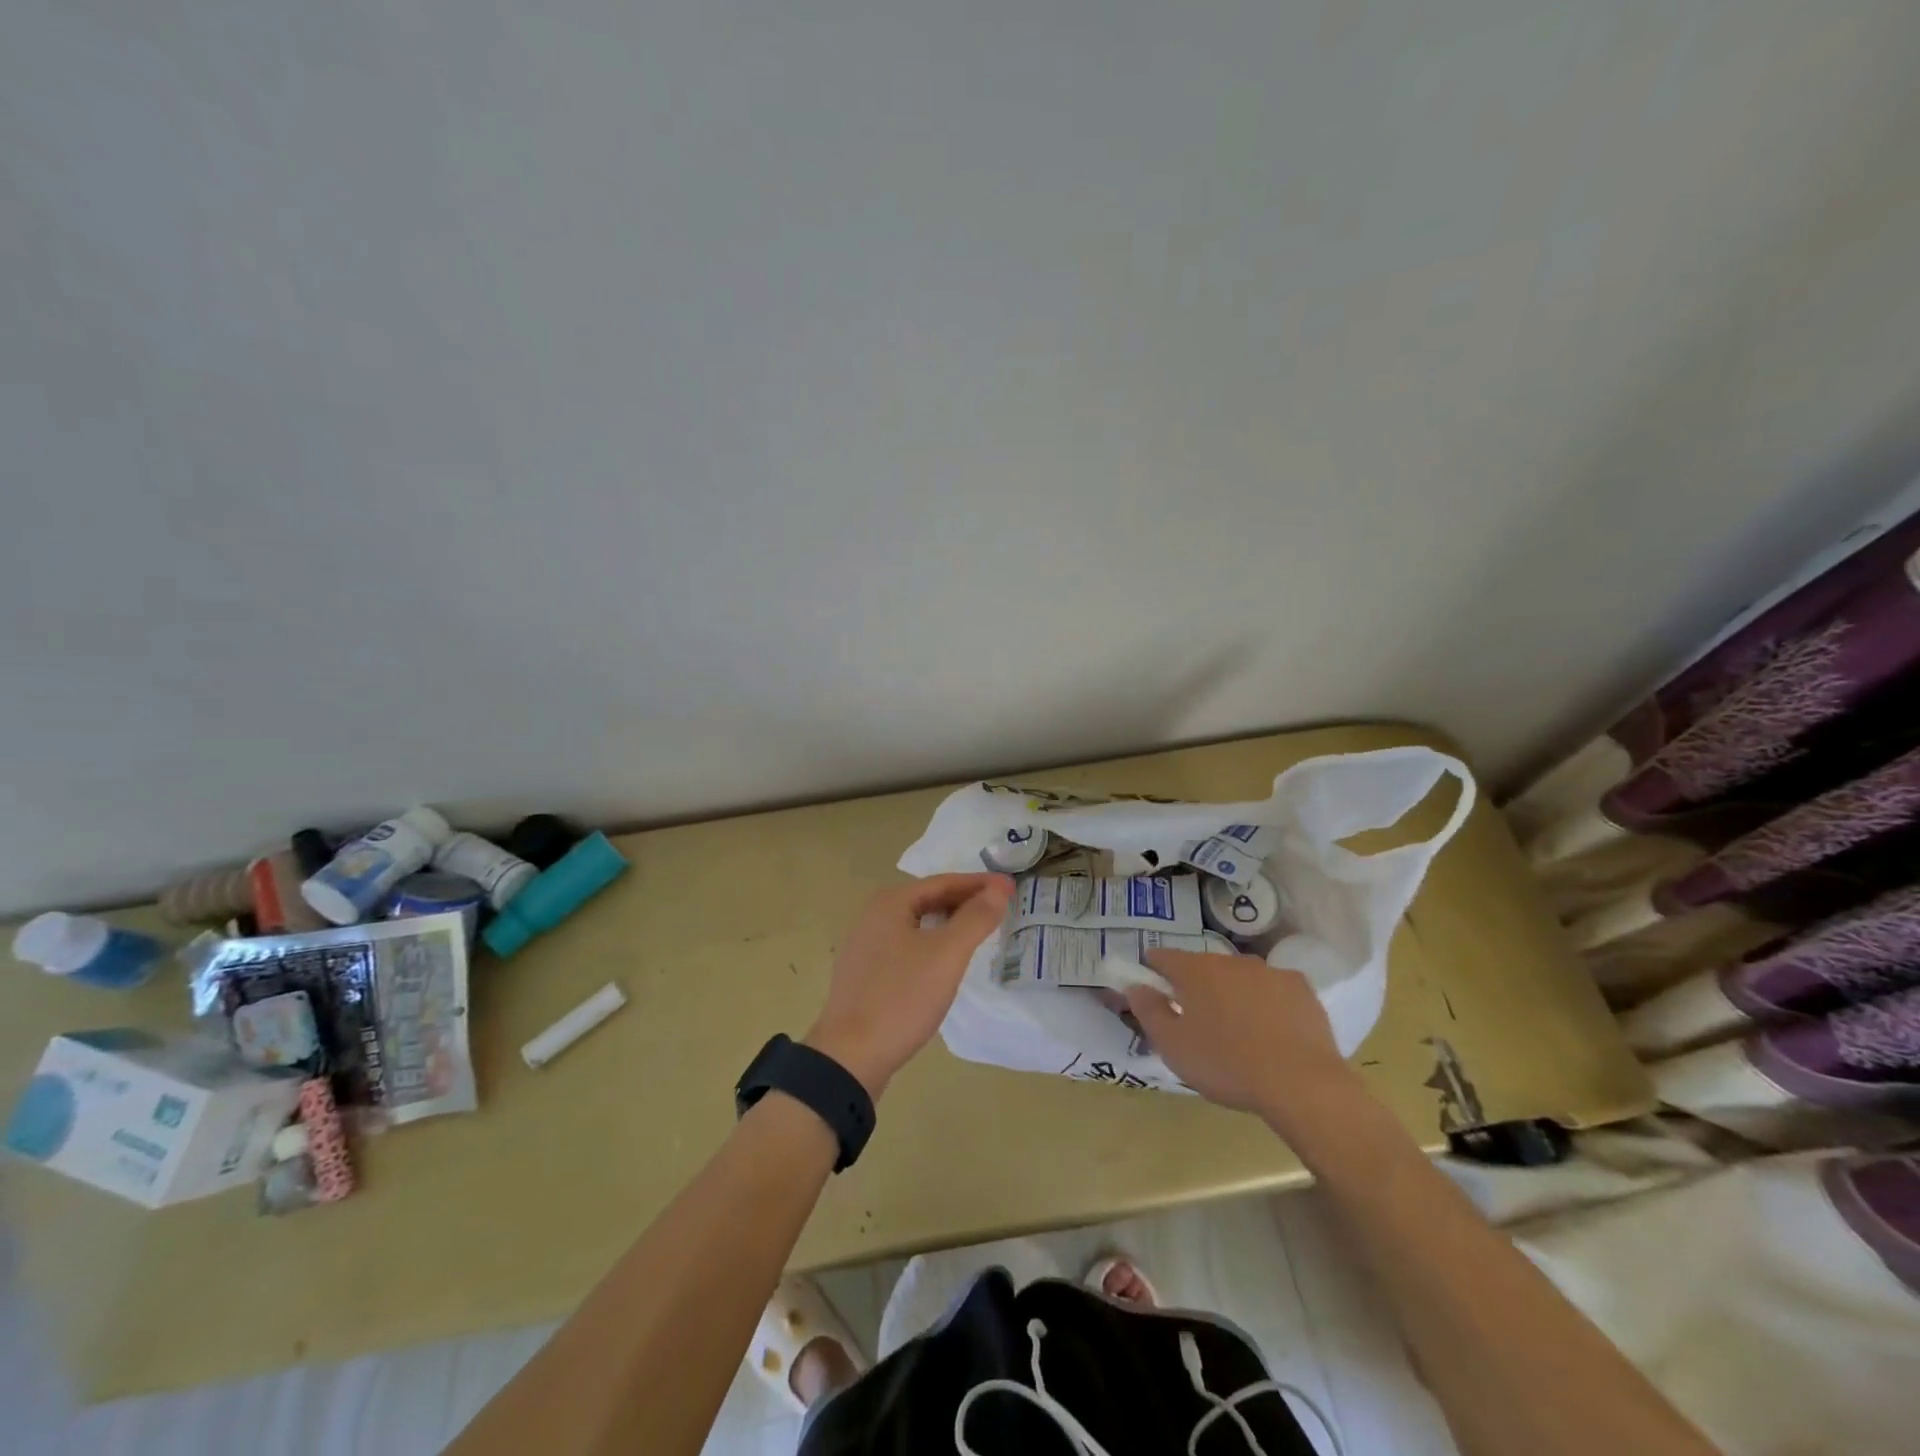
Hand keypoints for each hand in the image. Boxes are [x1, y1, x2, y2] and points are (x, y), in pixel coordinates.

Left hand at [804, 873, 1013, 1097]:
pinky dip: (933, 945)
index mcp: (890, 902)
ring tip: (979, 931)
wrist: (849, 1057)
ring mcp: (866, 946)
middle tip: (1000, 908)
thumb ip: (975, 918)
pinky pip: (908, 947)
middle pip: (929, 899)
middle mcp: (874, 916)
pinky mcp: (866, 974)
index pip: (944, 882)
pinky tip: (946, 962)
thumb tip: (999, 888)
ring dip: (950, 923)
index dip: (980, 883)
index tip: (1011, 888)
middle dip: (965, 901)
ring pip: (918, 924)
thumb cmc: (901, 998)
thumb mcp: (946, 955)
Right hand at [1126, 948, 1363, 1128]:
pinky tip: (1271, 1031)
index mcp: (1195, 970)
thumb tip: (1135, 986)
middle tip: (1195, 1018)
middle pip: (1203, 966)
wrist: (1301, 1084)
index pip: (1164, 957)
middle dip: (1195, 985)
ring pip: (1239, 977)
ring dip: (1231, 993)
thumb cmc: (1226, 1064)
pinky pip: (1272, 990)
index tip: (1151, 987)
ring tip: (1236, 1028)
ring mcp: (1268, 971)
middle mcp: (1230, 960)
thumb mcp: (1173, 1046)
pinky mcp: (1300, 988)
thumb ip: (1149, 1011)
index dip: (1153, 969)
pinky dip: (1266, 1003)